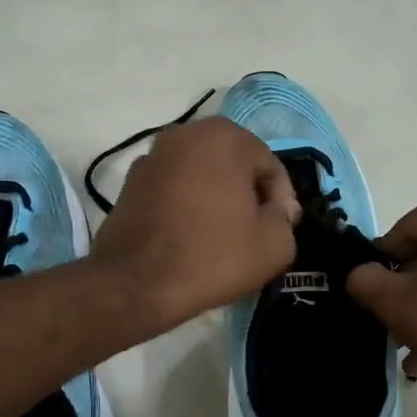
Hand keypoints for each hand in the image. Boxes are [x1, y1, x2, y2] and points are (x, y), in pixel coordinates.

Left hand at [90, 117, 299, 331]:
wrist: (136, 284)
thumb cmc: (212, 257)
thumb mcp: (275, 245)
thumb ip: (285, 218)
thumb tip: (274, 209)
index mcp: (225, 137)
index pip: (270, 167)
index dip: (281, 202)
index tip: (278, 232)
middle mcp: (186, 133)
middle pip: (235, 165)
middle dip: (248, 195)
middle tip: (253, 233)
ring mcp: (153, 155)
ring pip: (202, 175)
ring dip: (216, 199)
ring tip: (221, 237)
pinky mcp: (130, 182)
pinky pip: (174, 189)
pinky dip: (187, 206)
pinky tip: (190, 238)